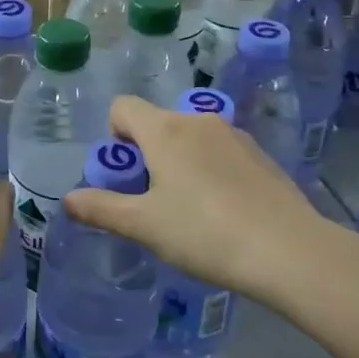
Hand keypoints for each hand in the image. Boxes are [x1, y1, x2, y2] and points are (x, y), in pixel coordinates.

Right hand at [61, 95, 326, 300]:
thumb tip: (68, 200)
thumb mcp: (145, 226)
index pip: (123, 106)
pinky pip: (220, 152)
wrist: (290, 251)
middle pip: (157, 122)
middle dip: (147, 153)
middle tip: (153, 199)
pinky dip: (211, 170)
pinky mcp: (260, 155)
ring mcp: (234, 135)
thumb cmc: (205, 234)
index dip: (114, 134)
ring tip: (191, 209)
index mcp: (164, 130)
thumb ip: (102, 209)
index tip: (125, 174)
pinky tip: (225, 211)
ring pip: (191, 137)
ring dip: (180, 161)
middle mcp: (197, 121)